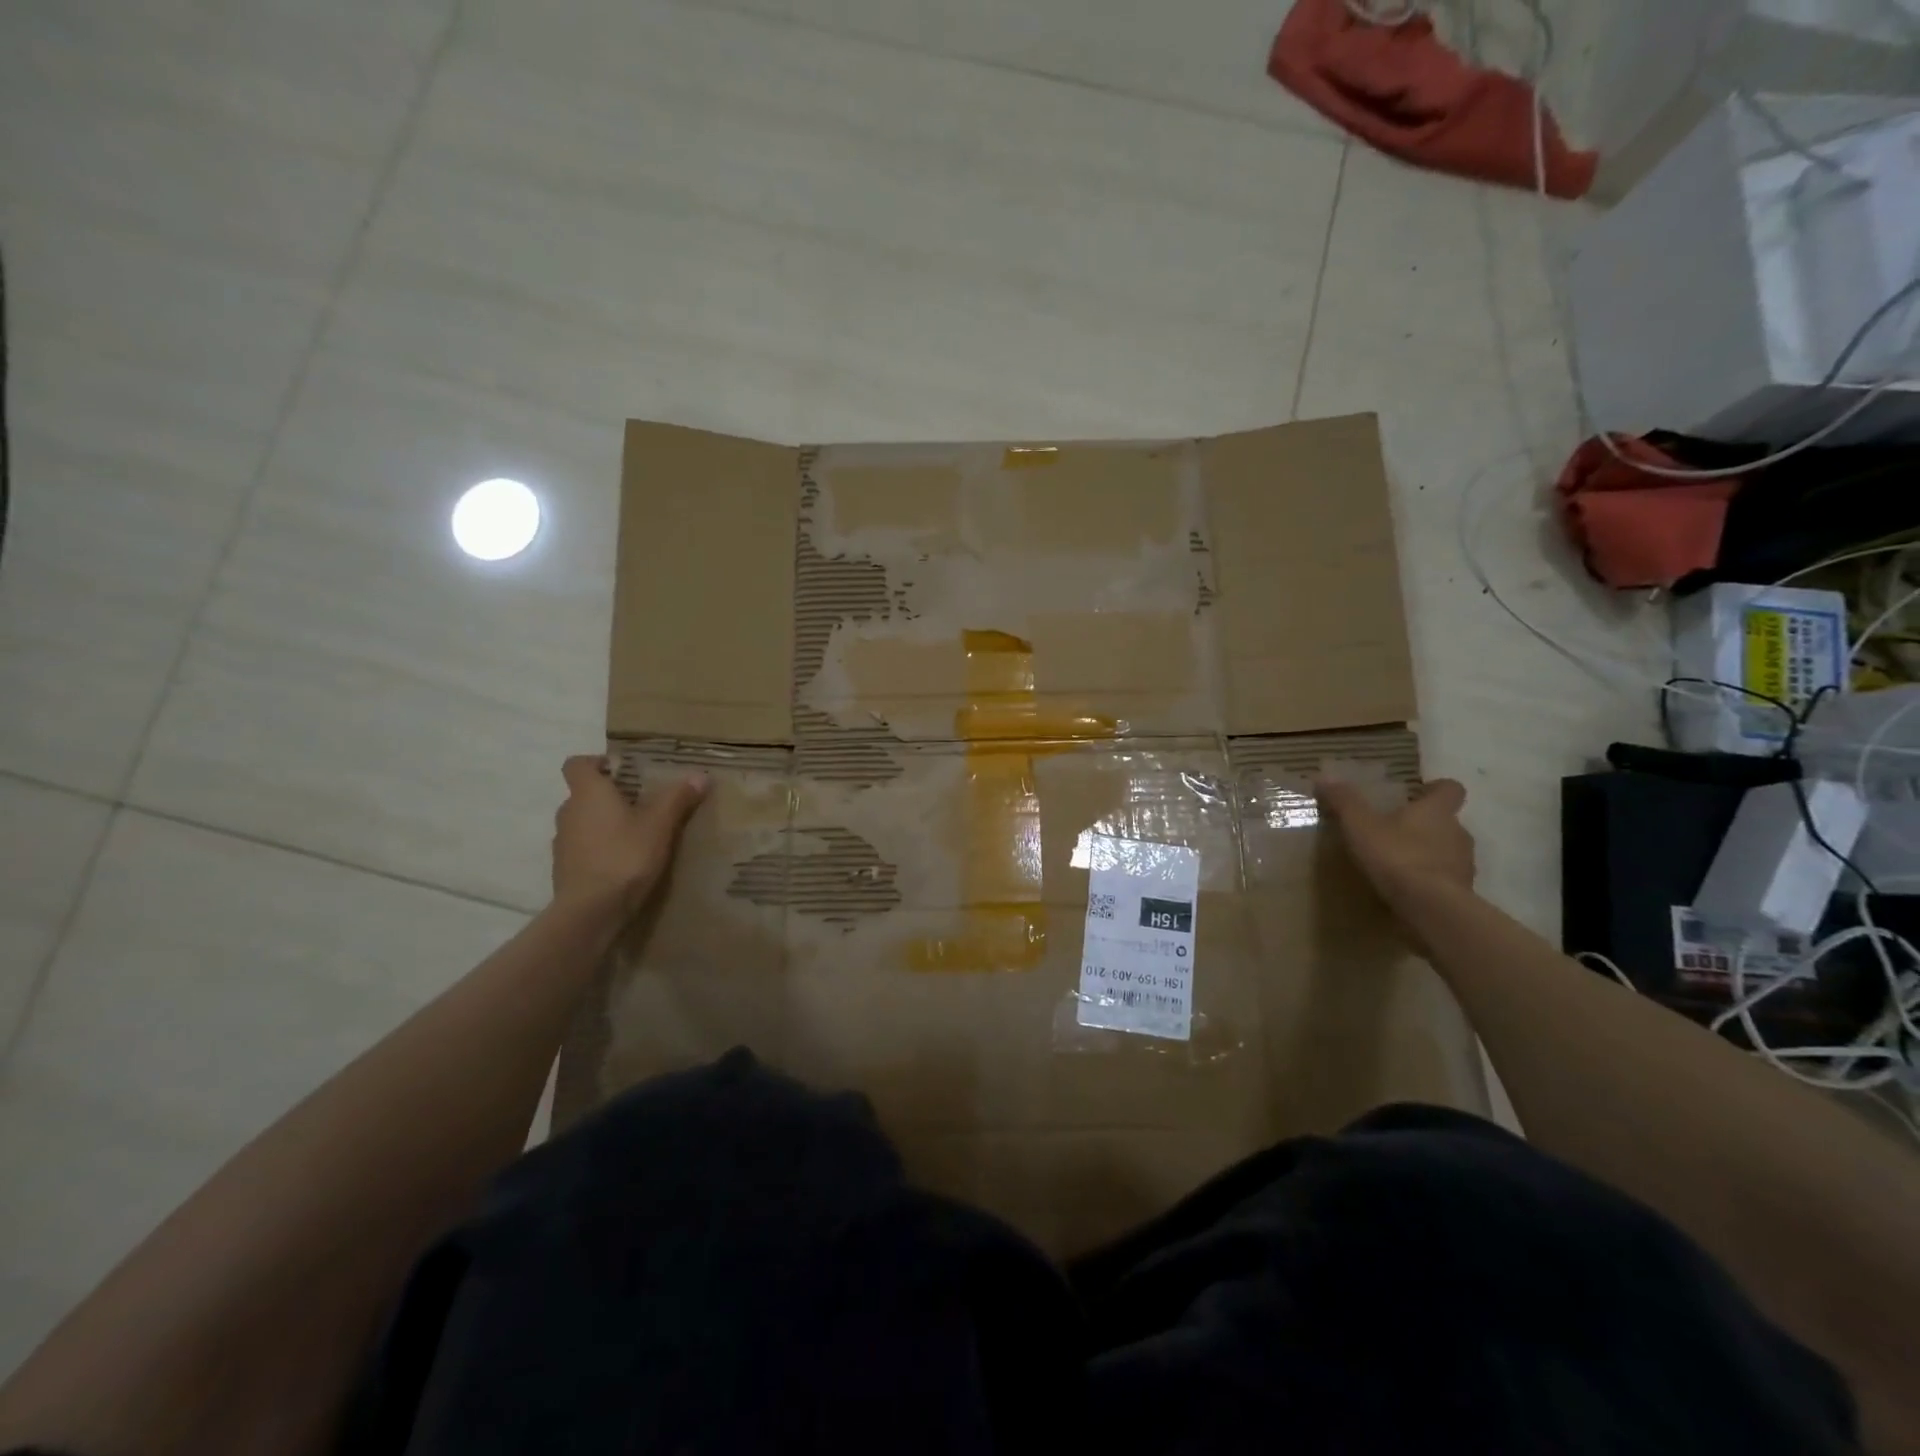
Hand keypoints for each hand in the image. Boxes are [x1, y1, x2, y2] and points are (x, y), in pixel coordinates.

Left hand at [552, 755, 709, 912]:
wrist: (590, 912)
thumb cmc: (624, 856)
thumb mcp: (660, 825)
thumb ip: (678, 798)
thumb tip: (700, 775)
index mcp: (588, 793)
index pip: (577, 764)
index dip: (597, 763)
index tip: (622, 770)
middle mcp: (568, 812)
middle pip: (584, 794)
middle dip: (610, 796)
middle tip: (643, 803)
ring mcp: (562, 843)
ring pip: (583, 823)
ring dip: (604, 824)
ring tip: (637, 835)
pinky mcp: (564, 870)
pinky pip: (583, 849)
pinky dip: (600, 849)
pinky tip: (624, 863)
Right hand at [1316, 776, 1475, 907]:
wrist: (1432, 908)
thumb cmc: (1397, 856)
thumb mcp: (1360, 825)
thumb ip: (1345, 801)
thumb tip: (1325, 777)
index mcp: (1437, 811)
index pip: (1450, 790)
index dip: (1436, 789)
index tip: (1419, 793)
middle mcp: (1458, 833)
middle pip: (1447, 822)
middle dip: (1425, 825)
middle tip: (1395, 830)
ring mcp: (1464, 865)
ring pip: (1447, 851)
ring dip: (1428, 854)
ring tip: (1397, 863)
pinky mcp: (1462, 893)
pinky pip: (1445, 880)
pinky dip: (1429, 880)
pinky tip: (1406, 889)